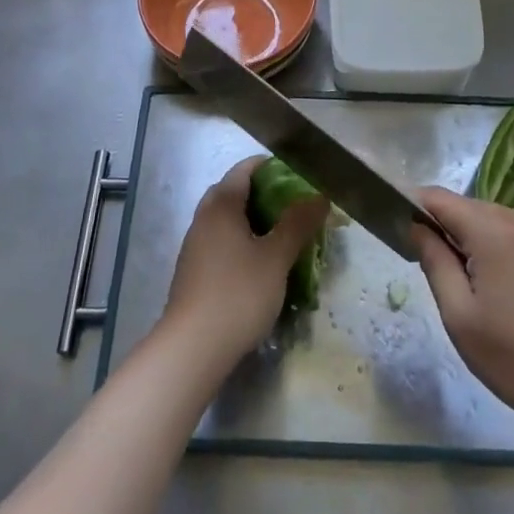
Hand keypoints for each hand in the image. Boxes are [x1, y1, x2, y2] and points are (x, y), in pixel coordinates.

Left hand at [162, 157, 326, 365]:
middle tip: (294, 207)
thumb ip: (298, 223)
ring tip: (283, 237)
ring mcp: (195, 247)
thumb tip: (319, 196)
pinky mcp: (194, 272)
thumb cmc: (238, 293)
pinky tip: (260, 266)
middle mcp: (203, 219)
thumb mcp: (276, 257)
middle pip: (233, 193)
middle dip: (263, 195)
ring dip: (253, 222)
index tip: (298, 175)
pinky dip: (242, 244)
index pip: (244, 170)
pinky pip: (221, 244)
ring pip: (227, 221)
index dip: (271, 167)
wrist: (193, 347)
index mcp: (221, 206)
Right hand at [414, 187, 513, 440]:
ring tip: (482, 292)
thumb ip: (435, 263)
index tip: (402, 231)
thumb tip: (417, 227)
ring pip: (502, 224)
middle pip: (473, 210)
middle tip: (443, 276)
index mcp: (494, 231)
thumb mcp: (462, 319)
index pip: (440, 198)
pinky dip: (512, 253)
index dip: (415, 207)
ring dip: (482, 244)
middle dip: (451, 231)